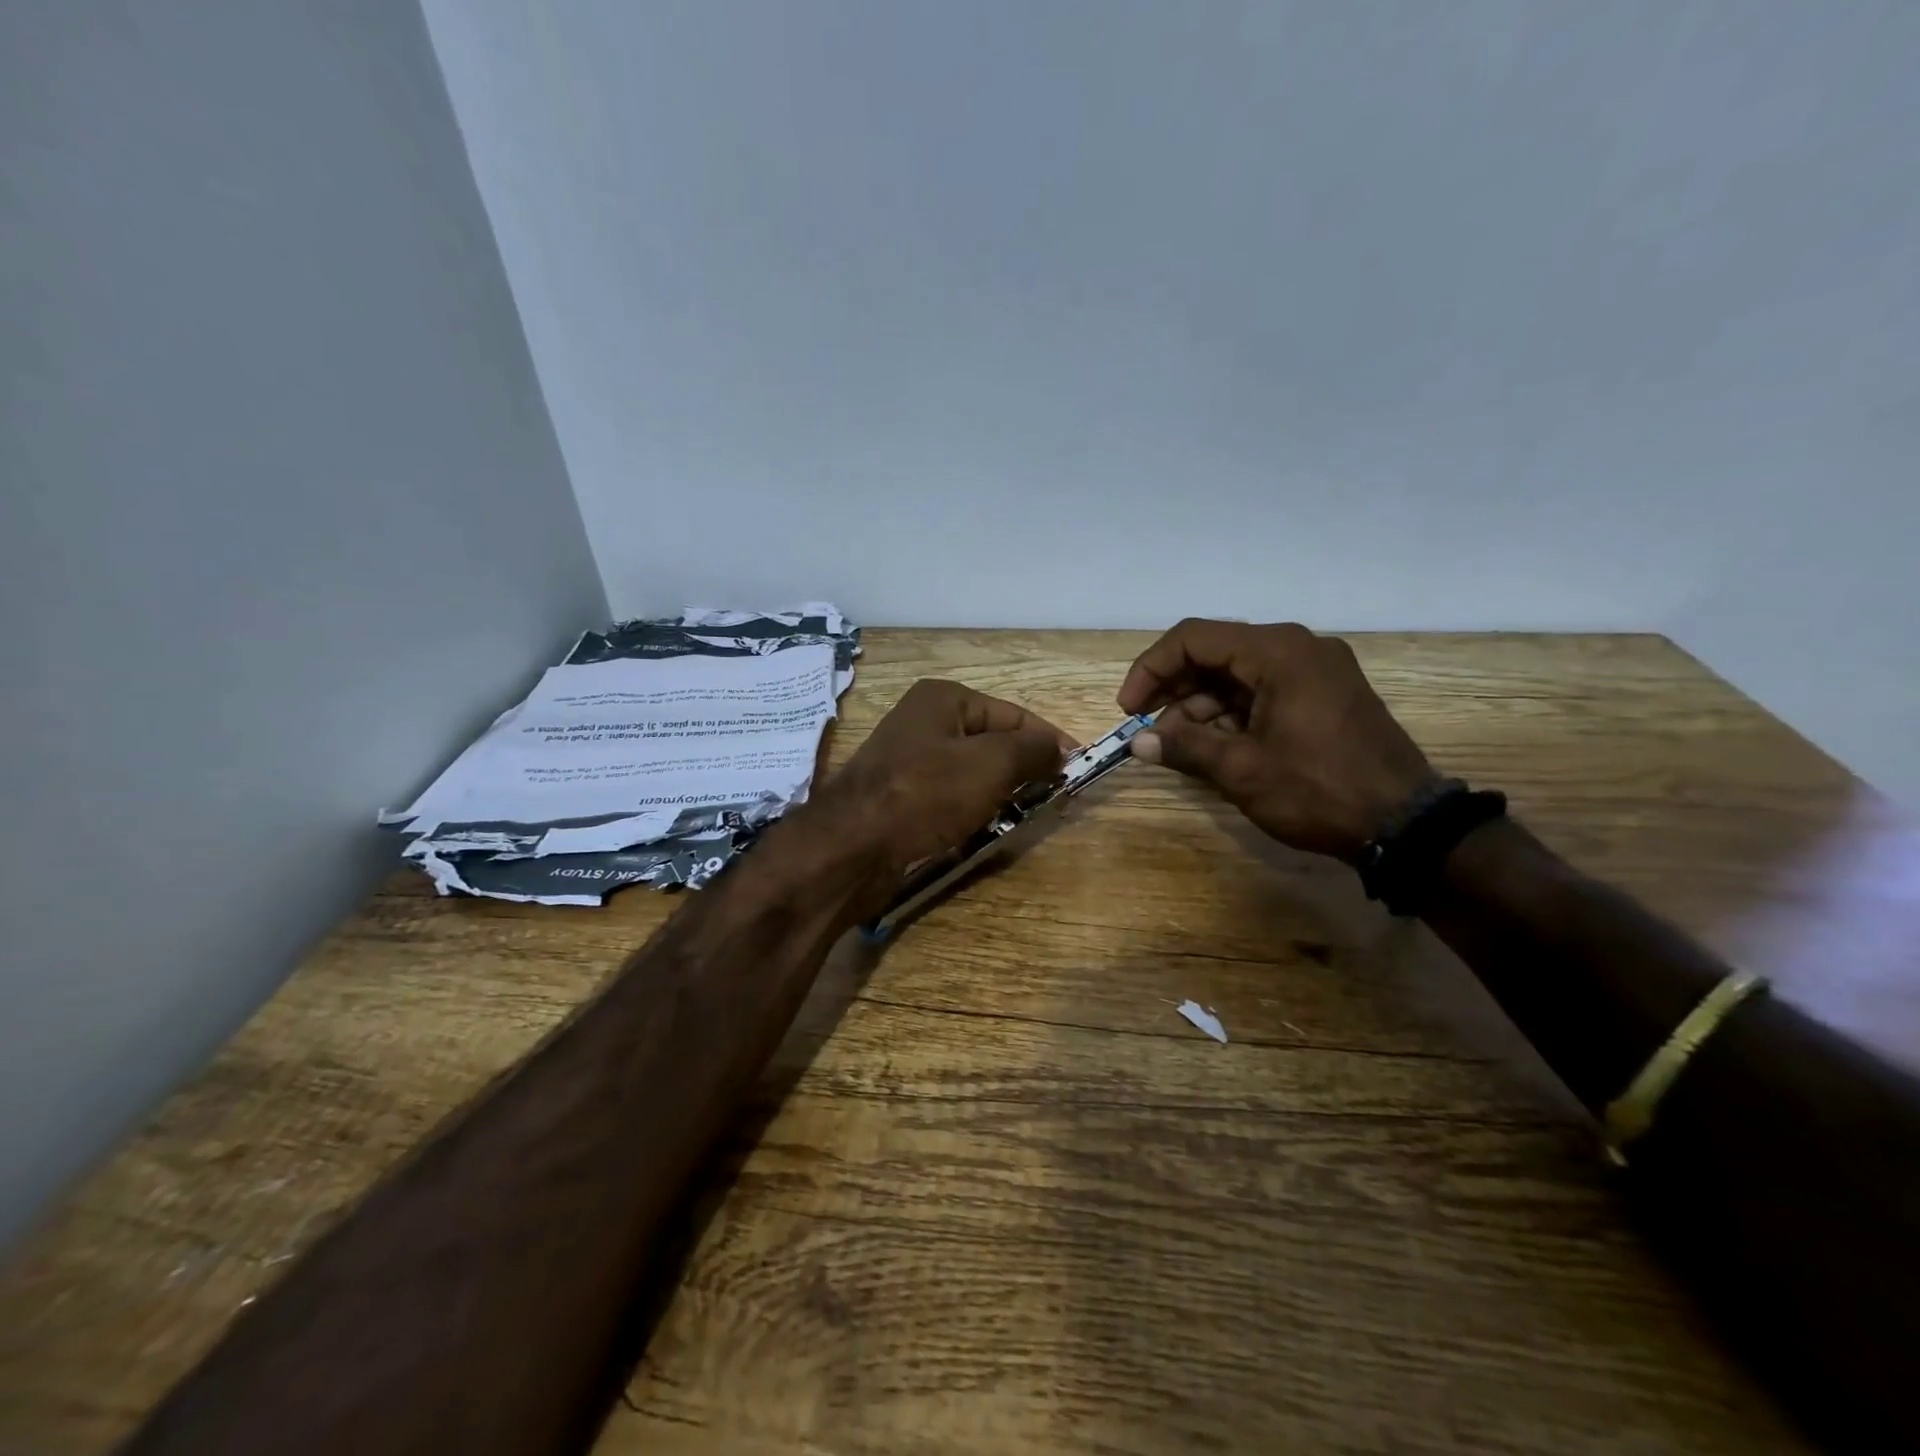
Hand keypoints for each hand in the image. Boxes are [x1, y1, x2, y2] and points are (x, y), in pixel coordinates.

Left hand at [819, 679, 1073, 875]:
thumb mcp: (991, 764)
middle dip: (1023, 771)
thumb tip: (1060, 748)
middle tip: (1052, 801)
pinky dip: (971, 812)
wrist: (852, 846)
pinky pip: (950, 799)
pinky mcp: (900, 797)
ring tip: (1020, 819)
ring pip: (972, 775)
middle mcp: (924, 721)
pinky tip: (982, 831)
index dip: (1050, 742)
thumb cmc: (926, 793)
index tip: (1077, 772)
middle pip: (992, 744)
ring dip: (998, 796)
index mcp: (944, 698)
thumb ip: (1032, 750)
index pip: (1014, 715)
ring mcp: (909, 761)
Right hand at [1118, 620, 1435, 861]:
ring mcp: (1315, 670)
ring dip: (1201, 707)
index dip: (1151, 669)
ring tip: (1179, 747)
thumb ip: (1184, 747)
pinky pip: (1263, 691)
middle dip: (1174, 691)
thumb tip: (1138, 742)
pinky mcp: (1324, 695)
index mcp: (1277, 652)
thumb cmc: (1317, 790)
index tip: (1130, 710)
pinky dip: (1232, 714)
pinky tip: (1214, 746)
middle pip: (1215, 653)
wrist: (1405, 825)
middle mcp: (1297, 648)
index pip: (1193, 638)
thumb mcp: (1242, 770)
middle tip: (1149, 731)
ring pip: (1237, 675)